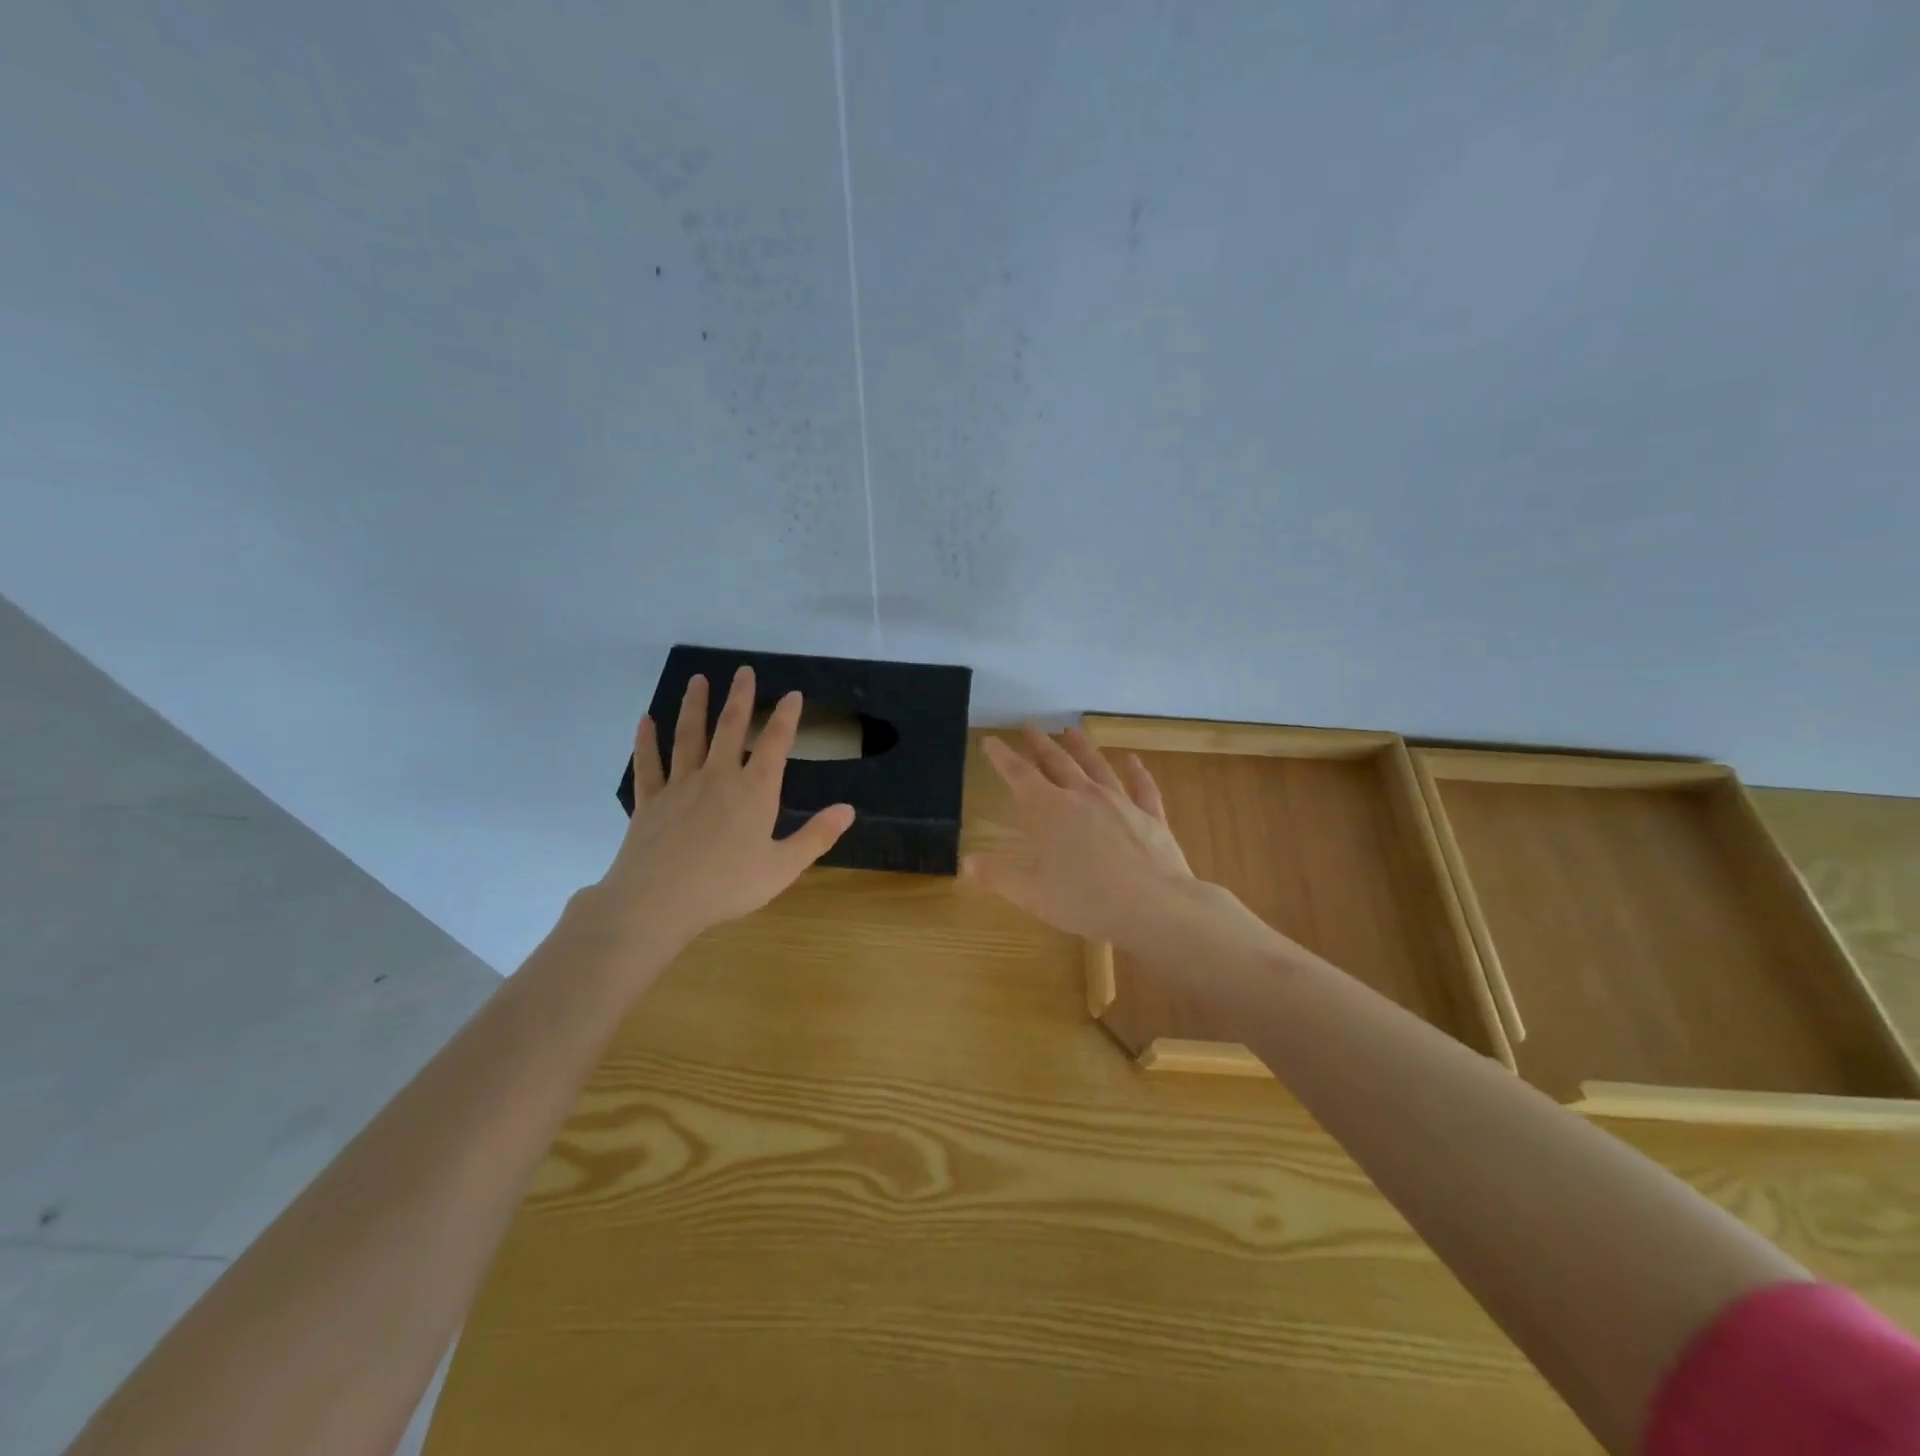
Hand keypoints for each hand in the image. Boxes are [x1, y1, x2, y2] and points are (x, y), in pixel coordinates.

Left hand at [579, 667, 854, 953]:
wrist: (658, 902)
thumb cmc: (727, 886)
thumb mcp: (783, 867)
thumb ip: (816, 836)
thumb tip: (848, 810)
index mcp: (755, 791)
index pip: (775, 744)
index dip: (786, 717)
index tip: (792, 694)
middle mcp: (718, 777)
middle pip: (731, 728)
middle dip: (740, 698)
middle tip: (743, 671)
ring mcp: (680, 785)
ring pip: (689, 735)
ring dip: (695, 706)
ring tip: (698, 681)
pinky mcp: (650, 800)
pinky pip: (649, 763)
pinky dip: (647, 740)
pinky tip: (646, 720)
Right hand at [966, 724, 1195, 949]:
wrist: (1154, 907)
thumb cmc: (1087, 901)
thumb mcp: (1033, 895)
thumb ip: (999, 876)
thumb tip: (968, 861)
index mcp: (1051, 812)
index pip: (1020, 776)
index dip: (1002, 757)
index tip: (990, 740)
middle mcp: (1084, 797)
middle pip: (1058, 763)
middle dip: (1040, 744)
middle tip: (1029, 726)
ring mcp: (1121, 803)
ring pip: (1097, 766)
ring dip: (1083, 748)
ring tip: (1071, 731)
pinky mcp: (1151, 817)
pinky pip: (1142, 787)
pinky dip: (1136, 772)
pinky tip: (1133, 760)